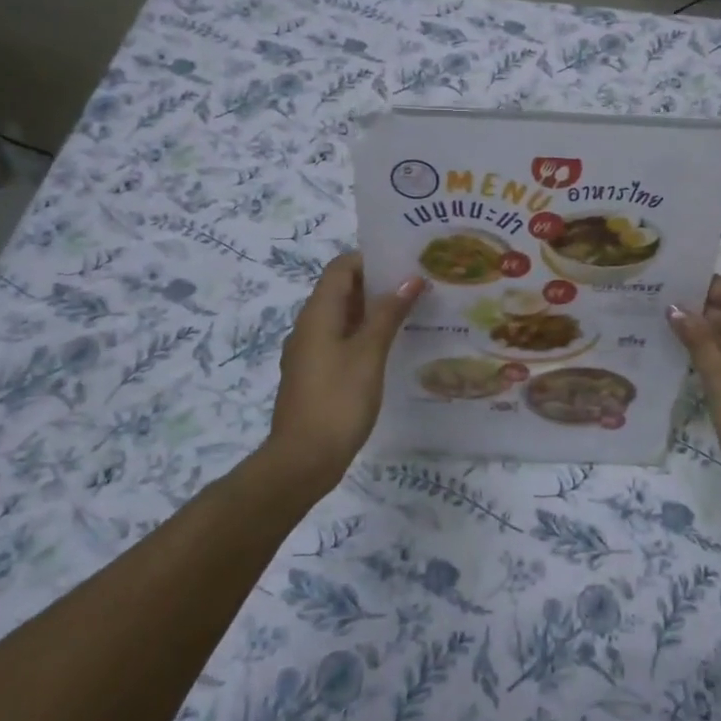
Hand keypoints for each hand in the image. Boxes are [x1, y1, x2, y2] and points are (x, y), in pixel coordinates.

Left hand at [265, 252, 422, 488]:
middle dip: (377, 284)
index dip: (370, 259)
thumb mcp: (369, 352)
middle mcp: (309, 326)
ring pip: (343, 318)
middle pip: (341, 291)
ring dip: (373, 312)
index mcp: (317, 313)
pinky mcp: (315, 376)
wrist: (303, 460)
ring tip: (412, 313)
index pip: (340, 267)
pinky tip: (391, 348)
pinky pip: (341, 342)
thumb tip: (410, 278)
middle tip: (417, 286)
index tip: (404, 262)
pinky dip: (364, 336)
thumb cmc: (338, 399)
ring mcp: (310, 353)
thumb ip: (389, 313)